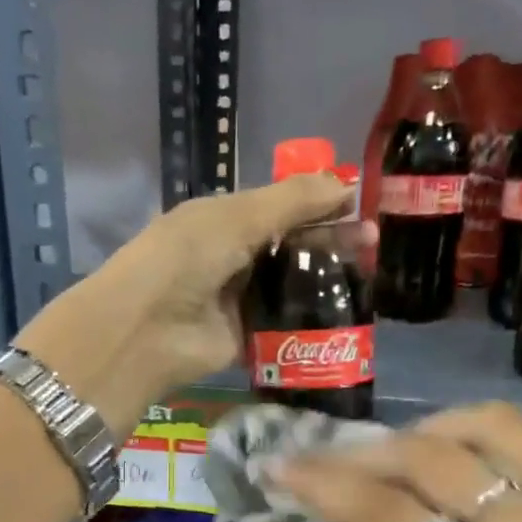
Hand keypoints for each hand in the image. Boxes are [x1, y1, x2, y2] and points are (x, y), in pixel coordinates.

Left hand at [18, 175, 355, 431]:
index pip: (282, 207)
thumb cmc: (186, 258)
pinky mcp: (247, 339)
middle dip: (331, 242)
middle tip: (374, 244)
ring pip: (291, 286)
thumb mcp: (237, 217)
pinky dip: (311, 320)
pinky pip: (285, 325)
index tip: (361, 206)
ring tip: (369, 277)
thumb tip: (344, 183)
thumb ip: (291, 201)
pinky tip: (347, 314)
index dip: (320, 205)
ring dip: (326, 282)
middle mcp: (233, 257)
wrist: (147, 330)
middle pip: (291, 247)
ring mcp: (240, 300)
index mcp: (225, 219)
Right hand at [269, 402, 521, 521]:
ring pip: (486, 428)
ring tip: (392, 453)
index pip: (391, 517)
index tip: (280, 465)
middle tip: (324, 456)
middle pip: (431, 459)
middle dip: (362, 452)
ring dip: (424, 430)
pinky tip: (457, 459)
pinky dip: (480, 437)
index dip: (324, 485)